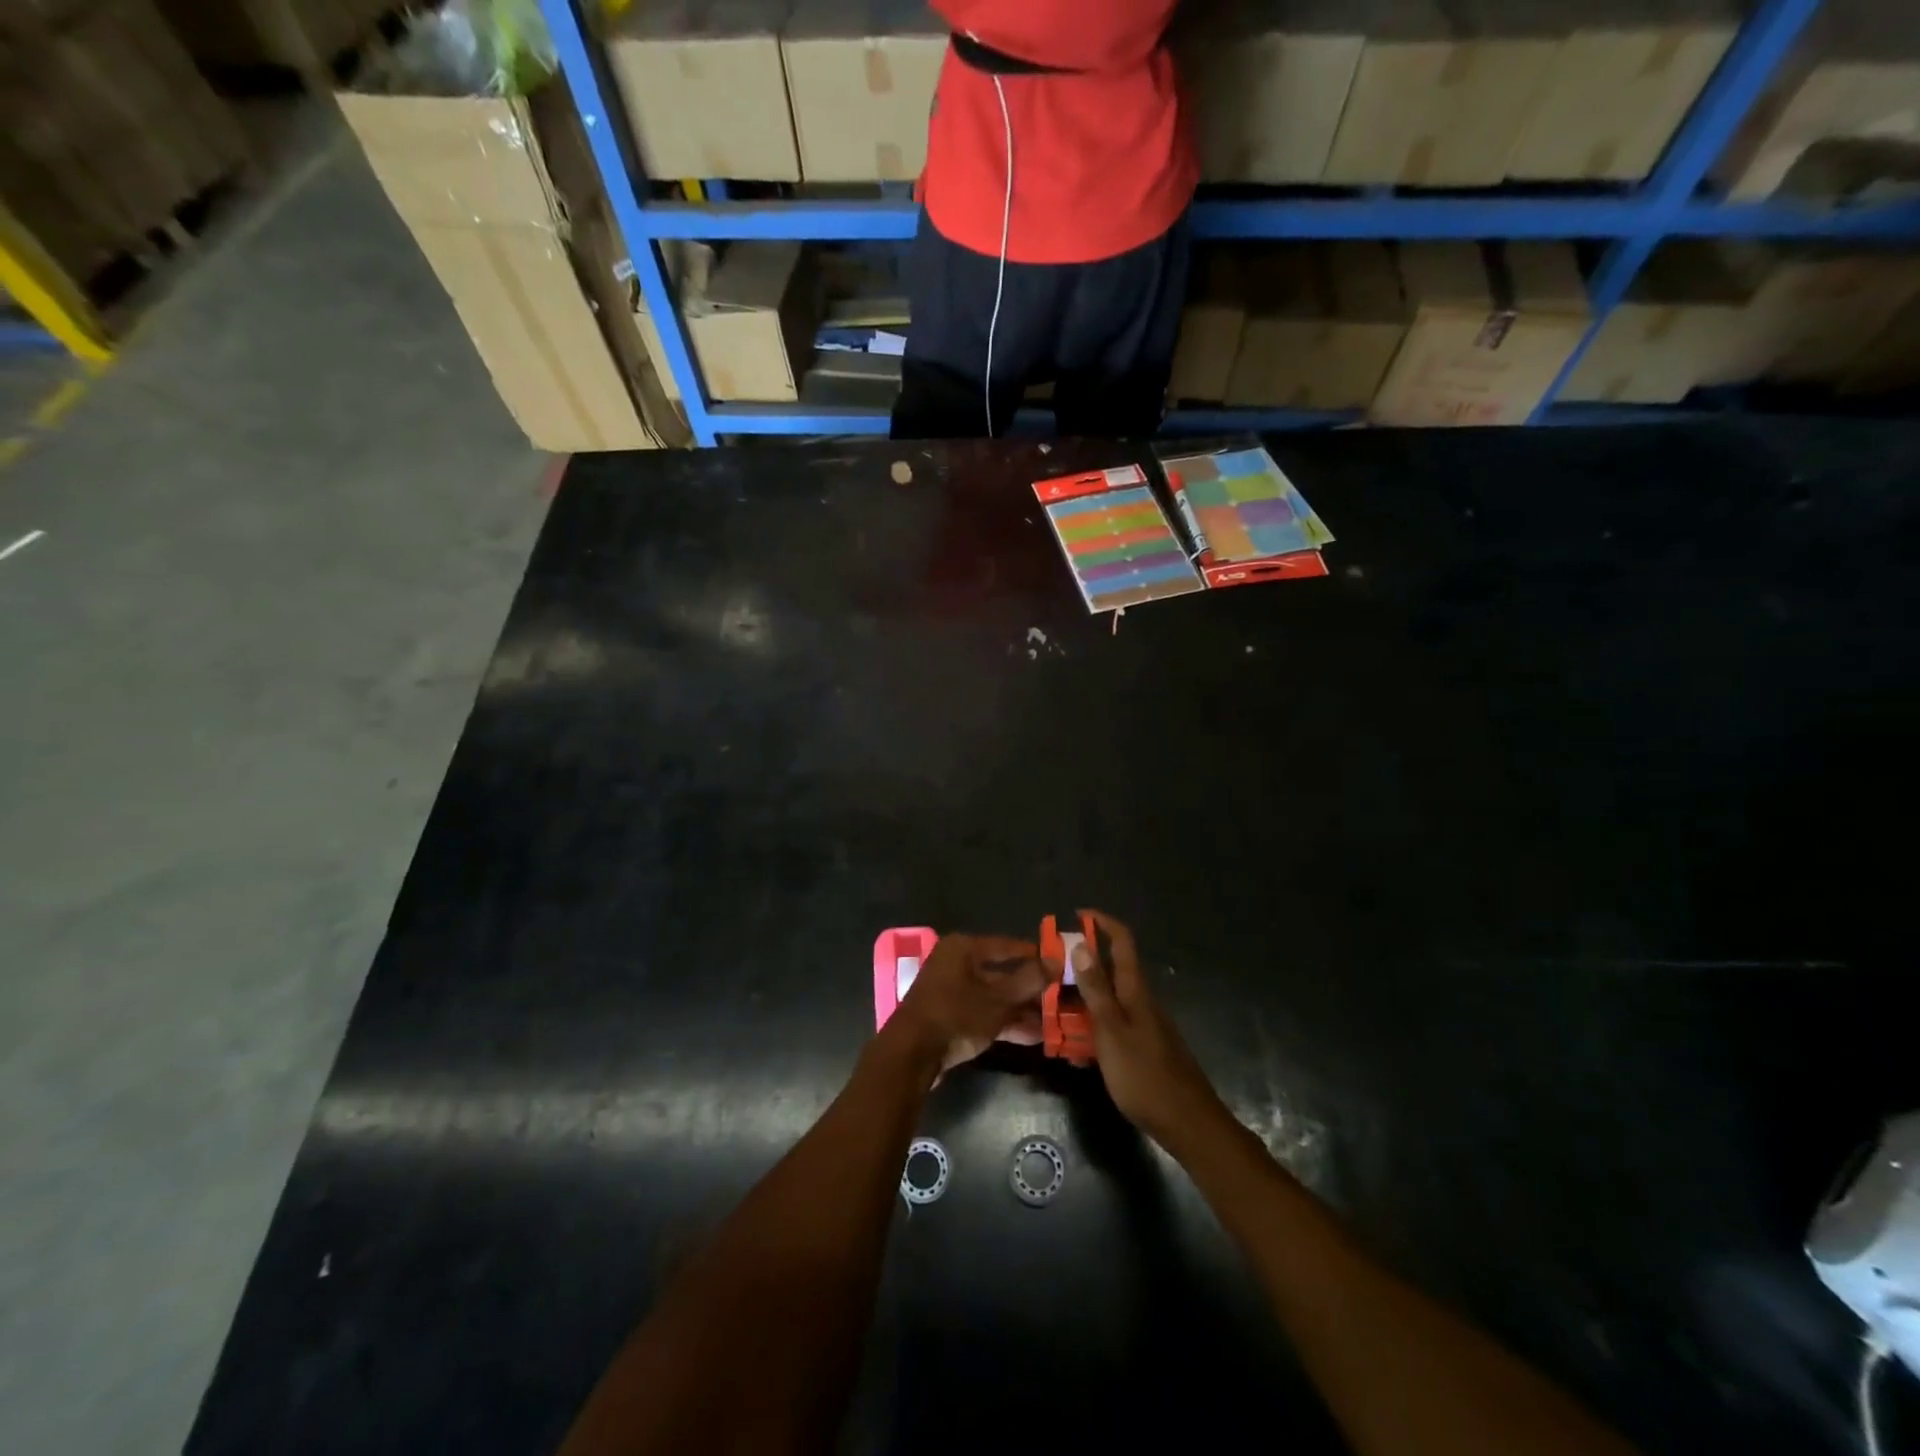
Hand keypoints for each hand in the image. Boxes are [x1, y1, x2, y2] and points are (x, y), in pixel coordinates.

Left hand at [887, 933, 1046, 1076]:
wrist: (911, 1054)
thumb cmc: (956, 1015)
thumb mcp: (998, 999)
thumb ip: (1029, 980)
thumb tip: (1056, 960)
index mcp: (963, 949)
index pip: (1007, 945)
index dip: (1034, 955)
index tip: (1059, 964)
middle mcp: (956, 964)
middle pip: (1001, 973)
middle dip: (1030, 990)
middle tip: (1060, 999)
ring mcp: (951, 992)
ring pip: (994, 997)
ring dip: (1021, 1010)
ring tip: (1053, 1024)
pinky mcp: (949, 1017)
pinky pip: (983, 1014)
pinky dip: (1005, 1023)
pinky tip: (1032, 1037)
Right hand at [1071, 910, 1226, 1150]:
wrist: (1188, 1123)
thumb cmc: (1145, 1075)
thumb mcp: (1111, 1031)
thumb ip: (1096, 990)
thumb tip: (1081, 944)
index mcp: (1135, 990)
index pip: (1121, 941)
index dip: (1102, 922)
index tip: (1077, 915)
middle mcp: (1141, 1001)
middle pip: (1110, 971)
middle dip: (1081, 968)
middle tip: (1050, 976)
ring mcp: (1144, 1025)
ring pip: (1108, 1002)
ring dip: (1082, 1004)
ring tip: (1053, 1019)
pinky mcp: (1143, 1048)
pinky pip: (1112, 1028)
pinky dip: (1092, 1032)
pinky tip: (1077, 1056)